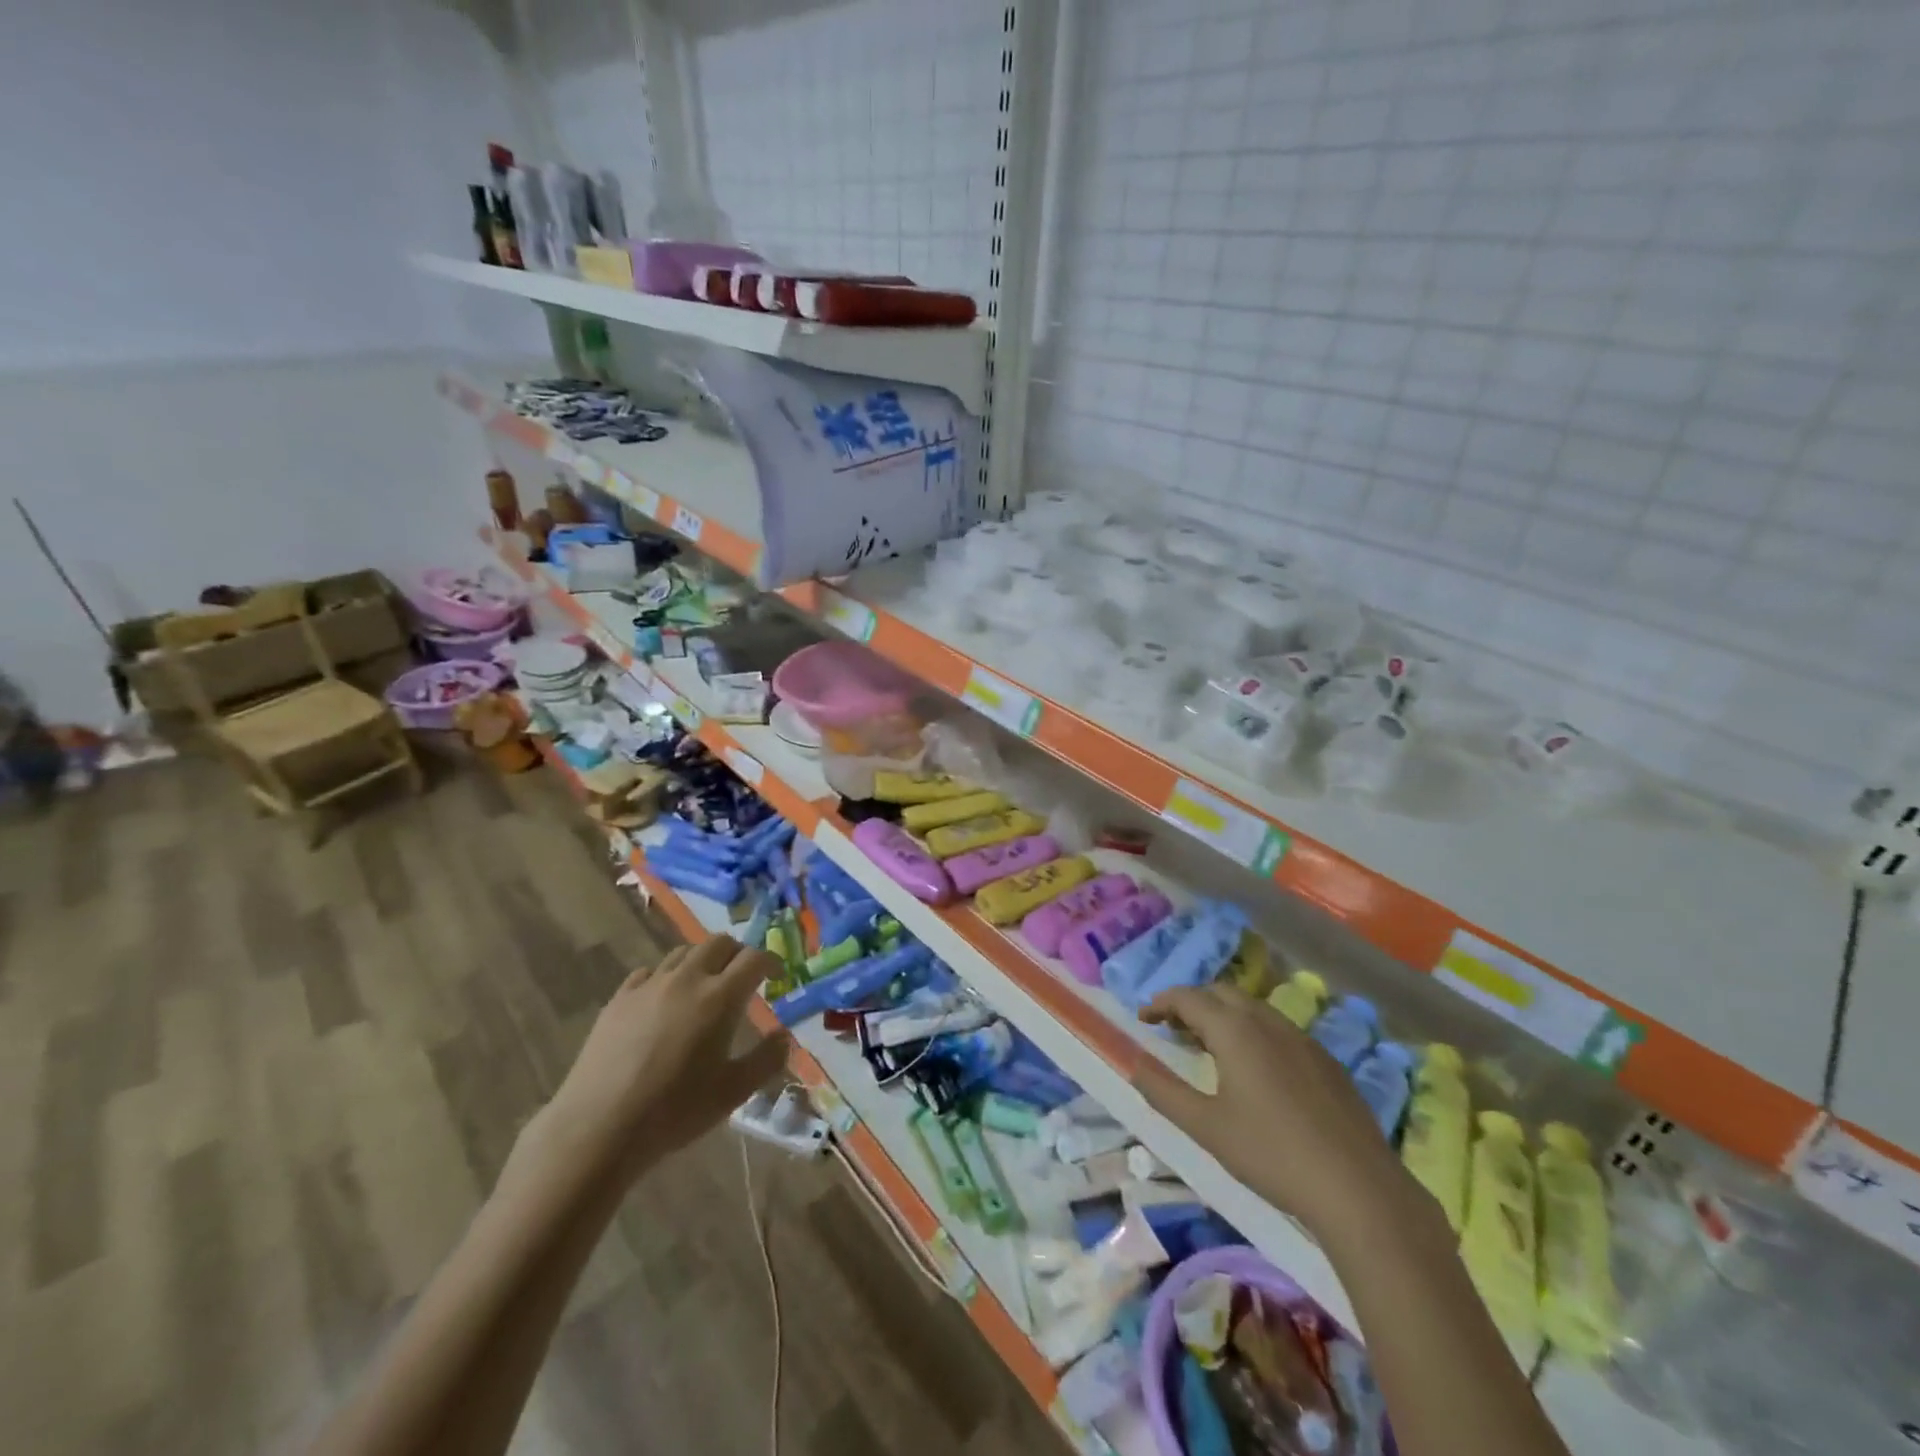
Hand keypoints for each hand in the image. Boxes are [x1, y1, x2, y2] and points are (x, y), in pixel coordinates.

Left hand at [531, 937, 789, 1185]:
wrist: (598, 1127)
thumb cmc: (674, 1111)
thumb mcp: (733, 1092)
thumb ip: (766, 1059)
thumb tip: (784, 1036)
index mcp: (720, 997)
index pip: (755, 958)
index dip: (771, 962)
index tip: (777, 976)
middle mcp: (687, 979)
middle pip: (719, 943)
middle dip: (738, 954)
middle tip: (744, 977)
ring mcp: (649, 985)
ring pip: (684, 952)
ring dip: (703, 960)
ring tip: (705, 985)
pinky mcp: (619, 998)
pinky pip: (650, 972)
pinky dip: (667, 977)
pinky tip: (664, 1001)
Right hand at [1133, 982, 1411, 1242]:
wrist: (1360, 1190)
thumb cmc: (1272, 1155)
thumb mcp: (1206, 1127)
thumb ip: (1163, 1091)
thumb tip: (1134, 1063)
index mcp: (1235, 1030)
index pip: (1188, 997)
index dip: (1161, 1003)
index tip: (1144, 1019)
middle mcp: (1268, 1022)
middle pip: (1221, 993)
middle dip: (1192, 1003)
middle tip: (1173, 1030)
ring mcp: (1303, 1039)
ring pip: (1253, 1009)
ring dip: (1224, 1016)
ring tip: (1210, 1048)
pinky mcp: (1327, 1062)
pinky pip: (1279, 1030)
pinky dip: (1254, 1032)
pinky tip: (1257, 1072)